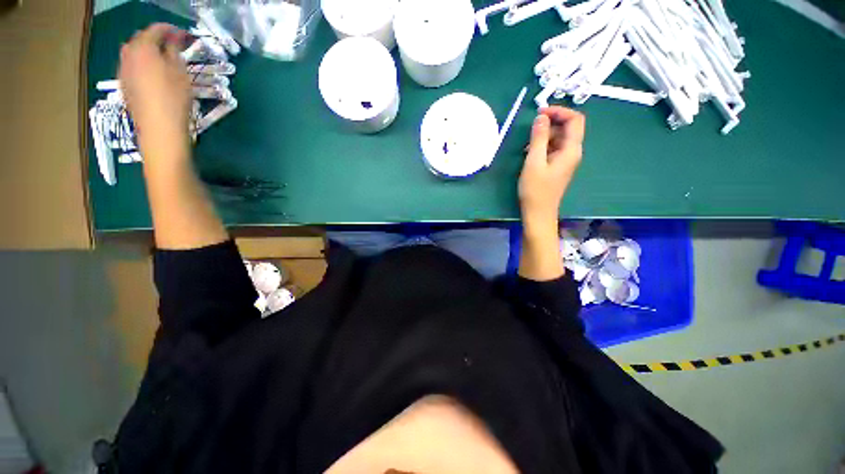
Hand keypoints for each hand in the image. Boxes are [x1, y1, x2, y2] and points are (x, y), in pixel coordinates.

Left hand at [118, 23, 191, 161]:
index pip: (155, 30)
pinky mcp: (125, 85)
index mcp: (143, 48)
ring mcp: (124, 71)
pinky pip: (132, 67)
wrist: (159, 128)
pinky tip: (154, 74)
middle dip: (156, 39)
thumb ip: (174, 51)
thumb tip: (173, 39)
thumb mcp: (180, 72)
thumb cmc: (173, 98)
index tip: (183, 35)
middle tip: (173, 46)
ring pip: (134, 53)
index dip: (170, 30)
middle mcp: (128, 55)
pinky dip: (143, 65)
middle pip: (141, 40)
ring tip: (164, 60)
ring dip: (148, 52)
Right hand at [517, 107, 584, 280]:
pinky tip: (529, 153)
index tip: (540, 112)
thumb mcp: (534, 162)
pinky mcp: (557, 167)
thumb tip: (541, 117)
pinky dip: (542, 146)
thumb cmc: (535, 190)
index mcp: (571, 150)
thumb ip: (538, 138)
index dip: (560, 111)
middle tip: (531, 127)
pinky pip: (553, 149)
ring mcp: (565, 161)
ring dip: (544, 136)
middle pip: (568, 128)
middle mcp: (572, 153)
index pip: (575, 119)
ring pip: (559, 138)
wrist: (538, 214)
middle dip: (550, 123)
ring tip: (526, 144)